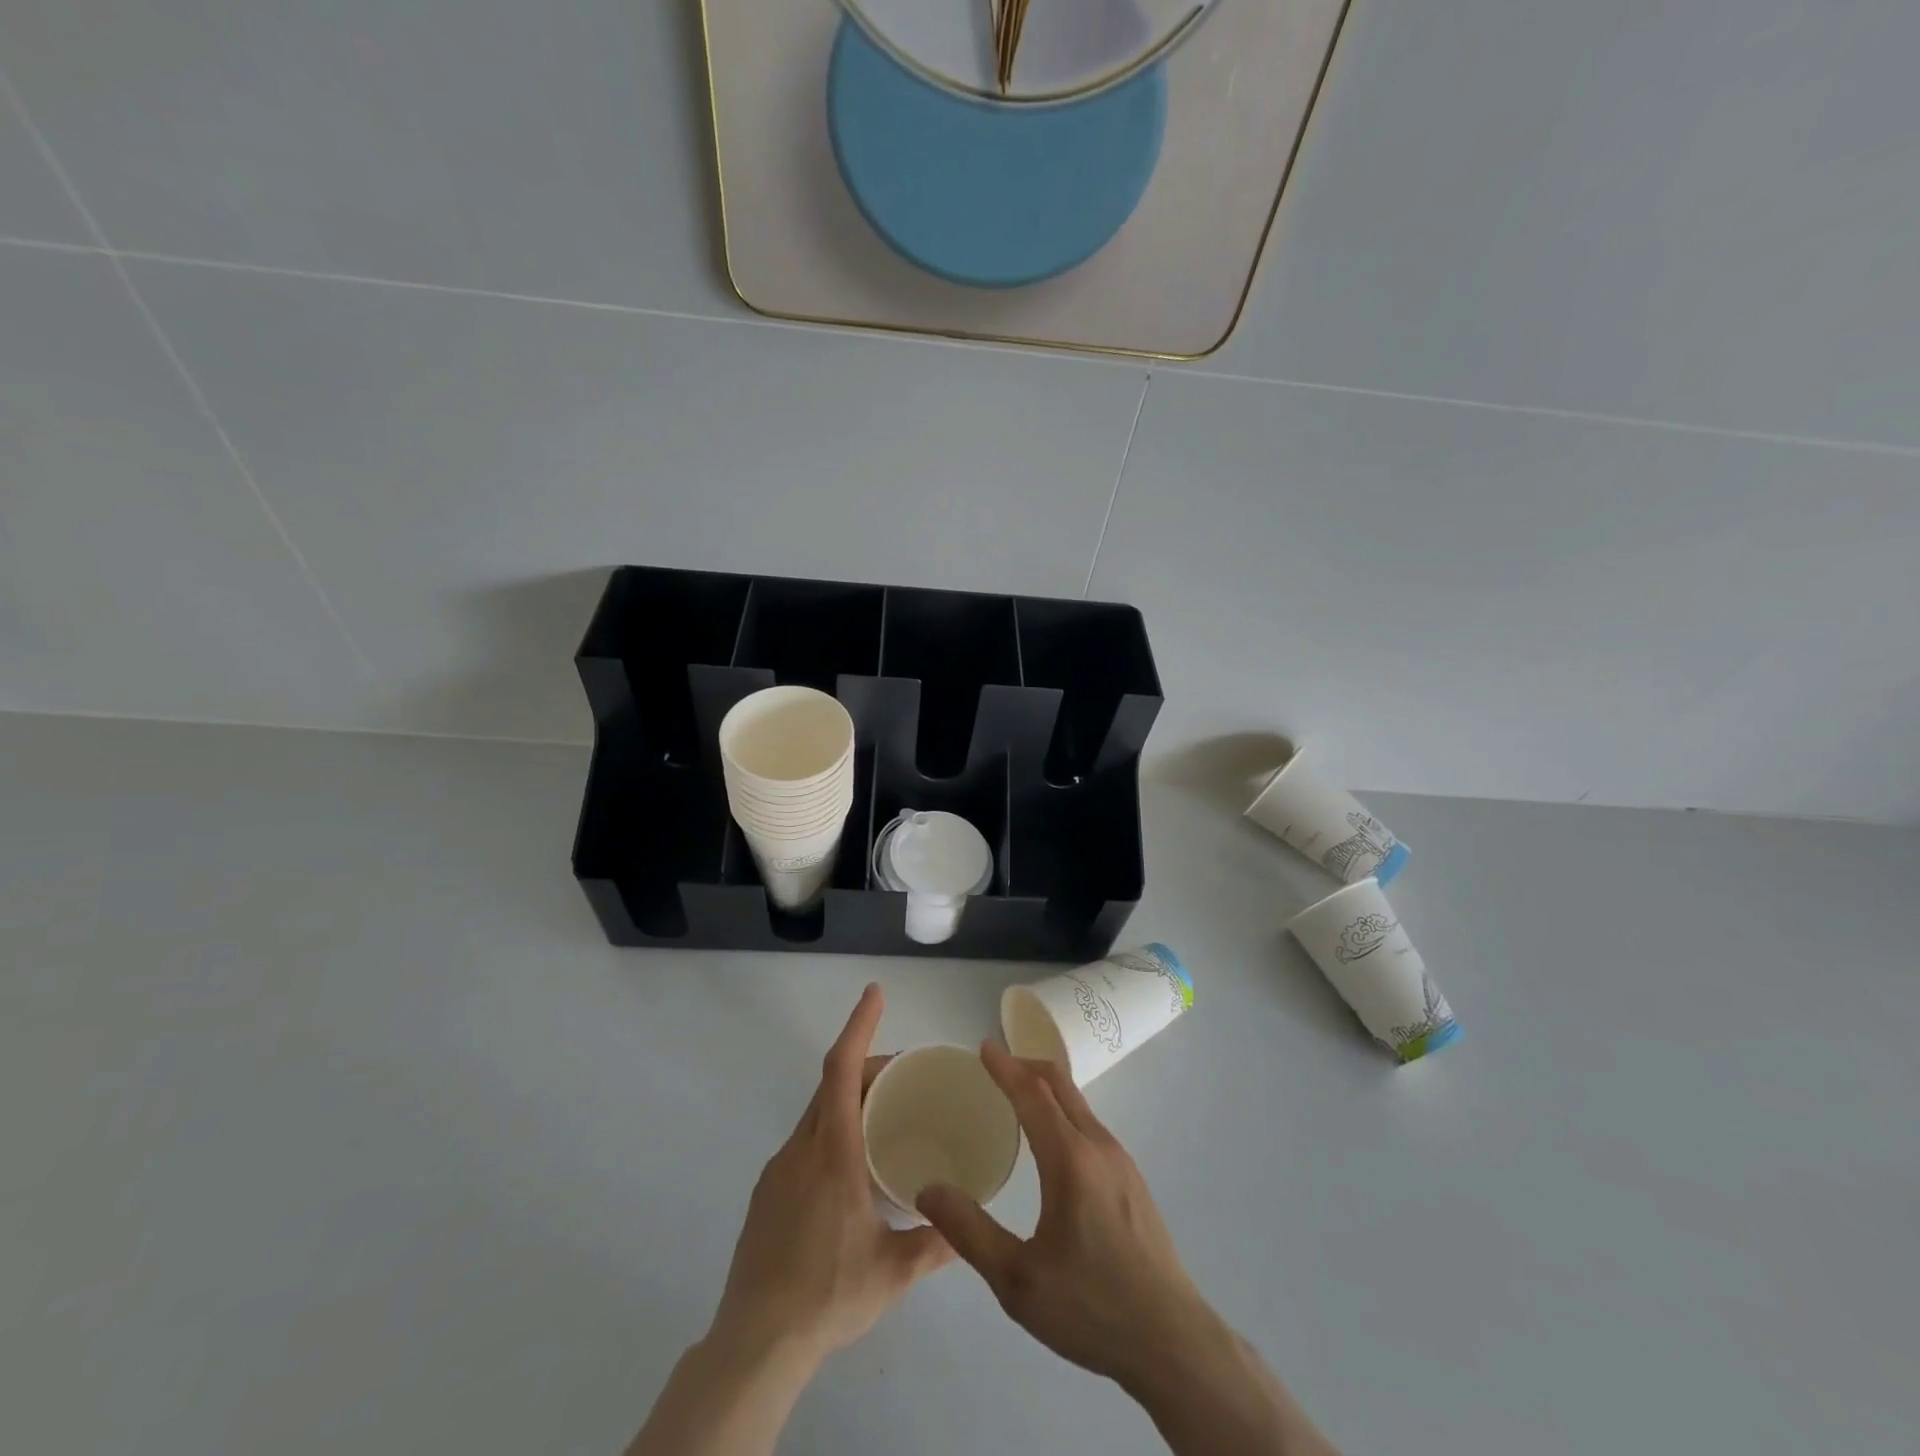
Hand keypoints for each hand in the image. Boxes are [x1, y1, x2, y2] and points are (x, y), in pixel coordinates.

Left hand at [708, 983, 952, 1368]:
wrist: (753, 1344)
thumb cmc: (828, 1295)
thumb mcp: (892, 1272)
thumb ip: (935, 1245)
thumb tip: (968, 1228)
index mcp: (833, 1153)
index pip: (841, 1070)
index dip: (859, 1026)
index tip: (874, 993)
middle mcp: (801, 1149)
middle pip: (832, 1084)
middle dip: (867, 1065)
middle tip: (905, 1074)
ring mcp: (778, 1170)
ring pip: (817, 1113)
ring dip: (849, 1099)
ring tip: (885, 1119)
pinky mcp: (766, 1193)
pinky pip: (804, 1141)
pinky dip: (831, 1130)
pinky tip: (850, 1170)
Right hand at [915, 1043, 1210, 1388]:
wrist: (1173, 1342)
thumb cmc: (1091, 1308)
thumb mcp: (1017, 1280)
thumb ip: (969, 1231)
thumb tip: (928, 1190)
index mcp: (1070, 1160)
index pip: (1032, 1094)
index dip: (1006, 1067)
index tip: (984, 1047)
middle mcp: (1098, 1146)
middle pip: (1060, 1085)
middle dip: (1026, 1065)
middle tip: (996, 1065)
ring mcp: (1122, 1161)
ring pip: (1079, 1105)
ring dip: (1047, 1089)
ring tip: (1017, 1100)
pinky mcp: (1133, 1180)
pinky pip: (1091, 1126)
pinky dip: (1064, 1112)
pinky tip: (1052, 1143)